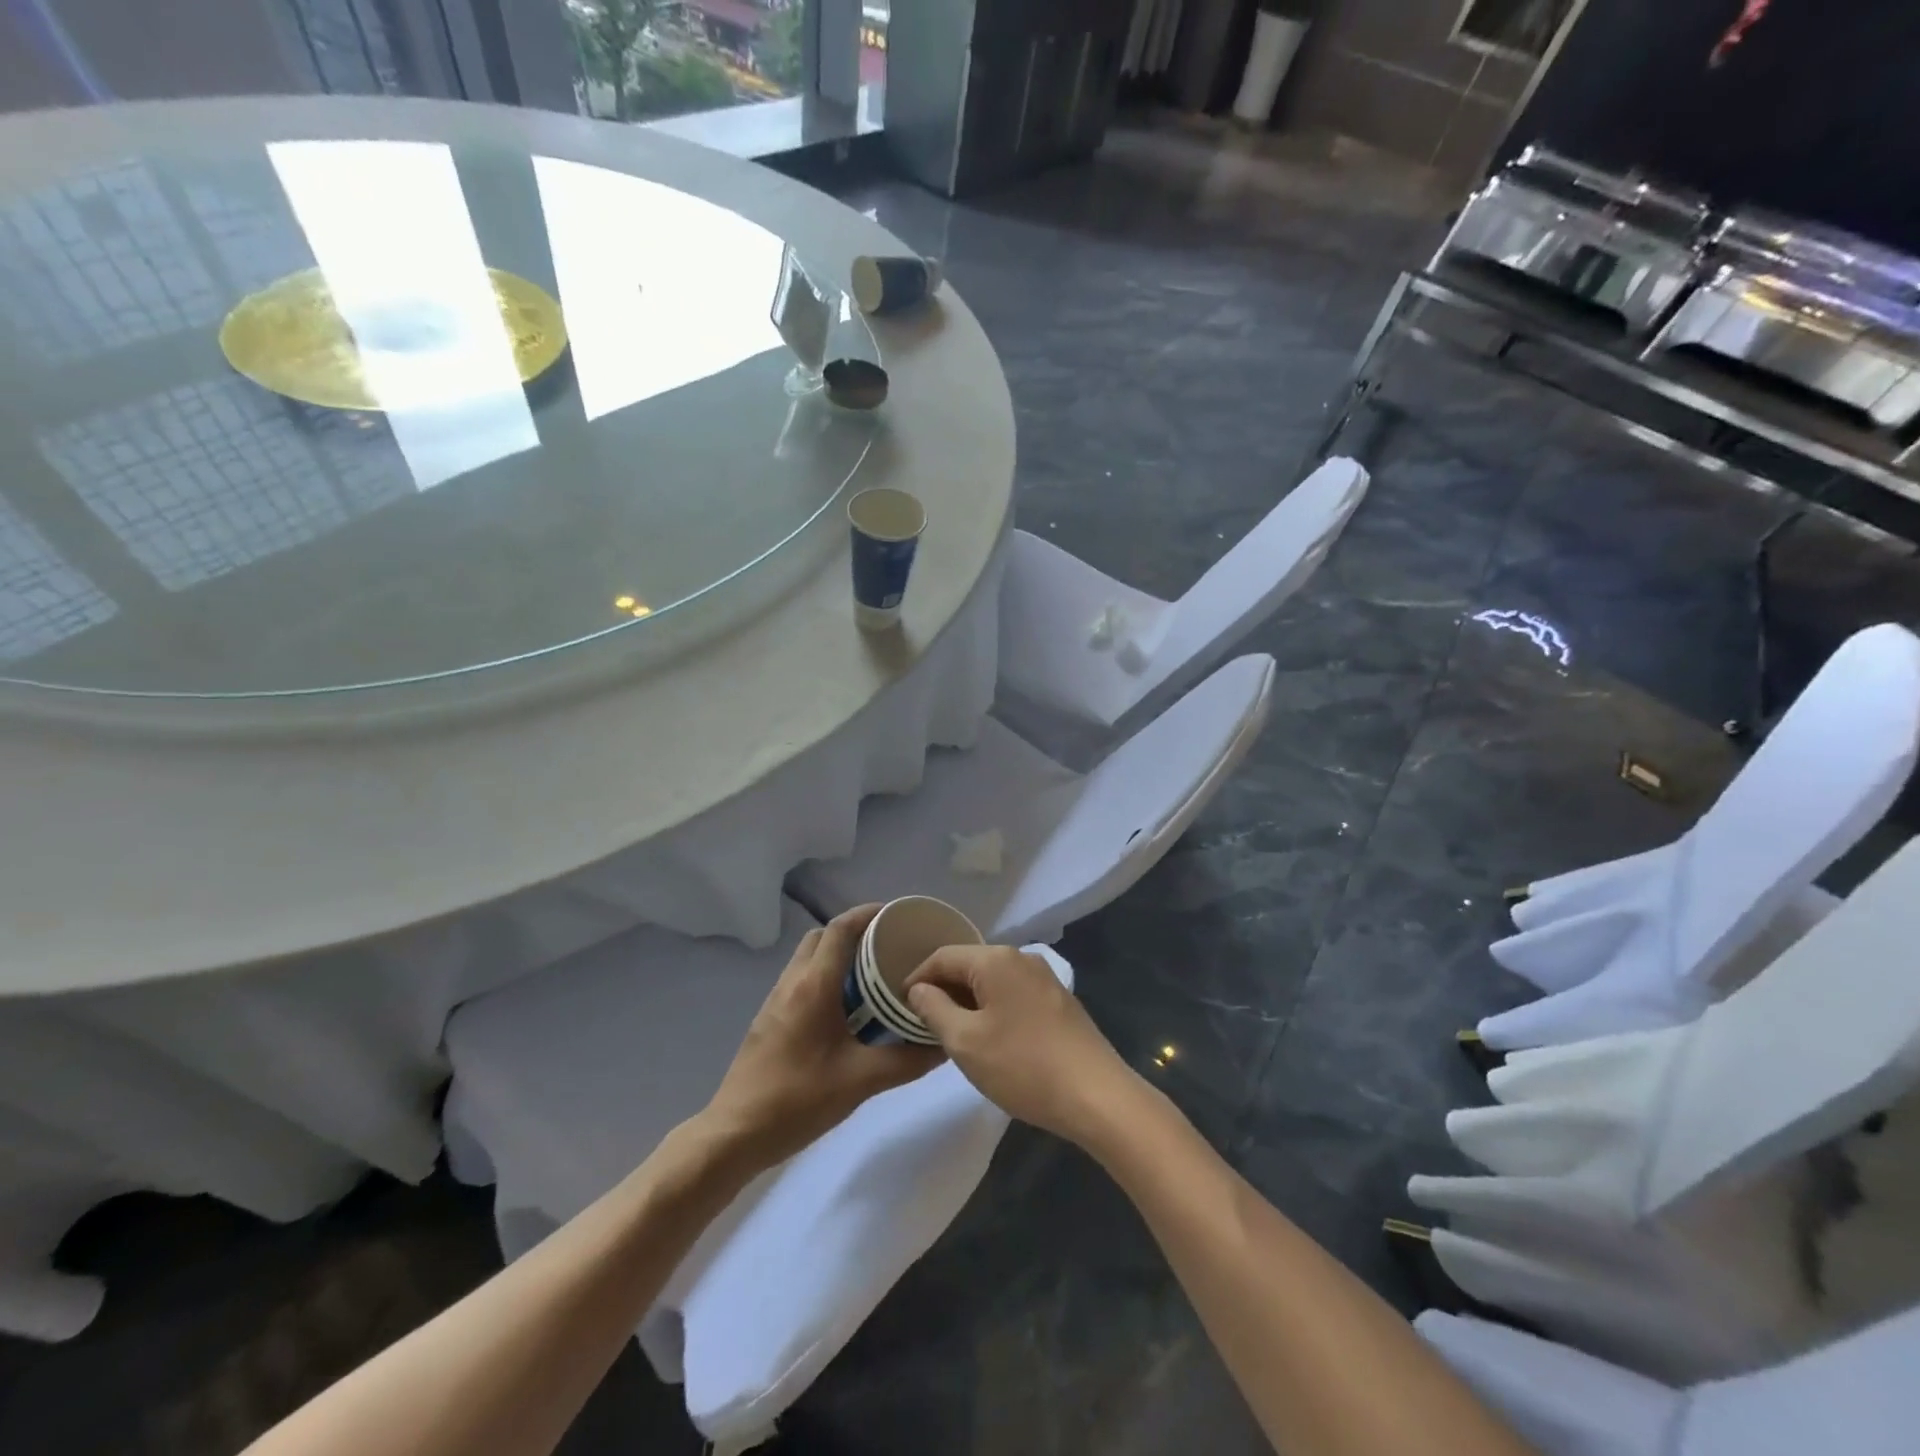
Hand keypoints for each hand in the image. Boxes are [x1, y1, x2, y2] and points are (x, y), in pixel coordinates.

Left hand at [702, 906, 943, 1169]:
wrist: (735, 1134)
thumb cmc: (798, 1100)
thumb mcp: (861, 1082)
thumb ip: (906, 1060)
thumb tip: (943, 1044)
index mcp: (814, 986)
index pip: (840, 929)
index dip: (867, 914)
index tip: (895, 915)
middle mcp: (792, 982)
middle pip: (821, 937)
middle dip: (853, 932)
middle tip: (886, 946)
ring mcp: (775, 1000)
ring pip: (808, 958)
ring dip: (836, 955)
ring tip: (871, 975)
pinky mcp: (769, 1020)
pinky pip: (800, 980)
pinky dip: (824, 977)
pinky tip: (845, 1009)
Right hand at [904, 944, 1136, 1146]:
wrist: (1097, 1096)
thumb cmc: (1023, 1066)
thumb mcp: (965, 1041)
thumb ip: (934, 1009)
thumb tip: (919, 988)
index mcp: (996, 959)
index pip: (943, 956)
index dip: (917, 978)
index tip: (899, 1006)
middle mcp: (1022, 958)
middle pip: (969, 965)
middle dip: (943, 990)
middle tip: (921, 1023)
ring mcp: (1045, 978)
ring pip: (992, 981)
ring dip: (968, 1001)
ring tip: (951, 1033)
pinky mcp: (1059, 1001)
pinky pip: (1013, 994)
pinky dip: (993, 1008)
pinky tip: (990, 1039)